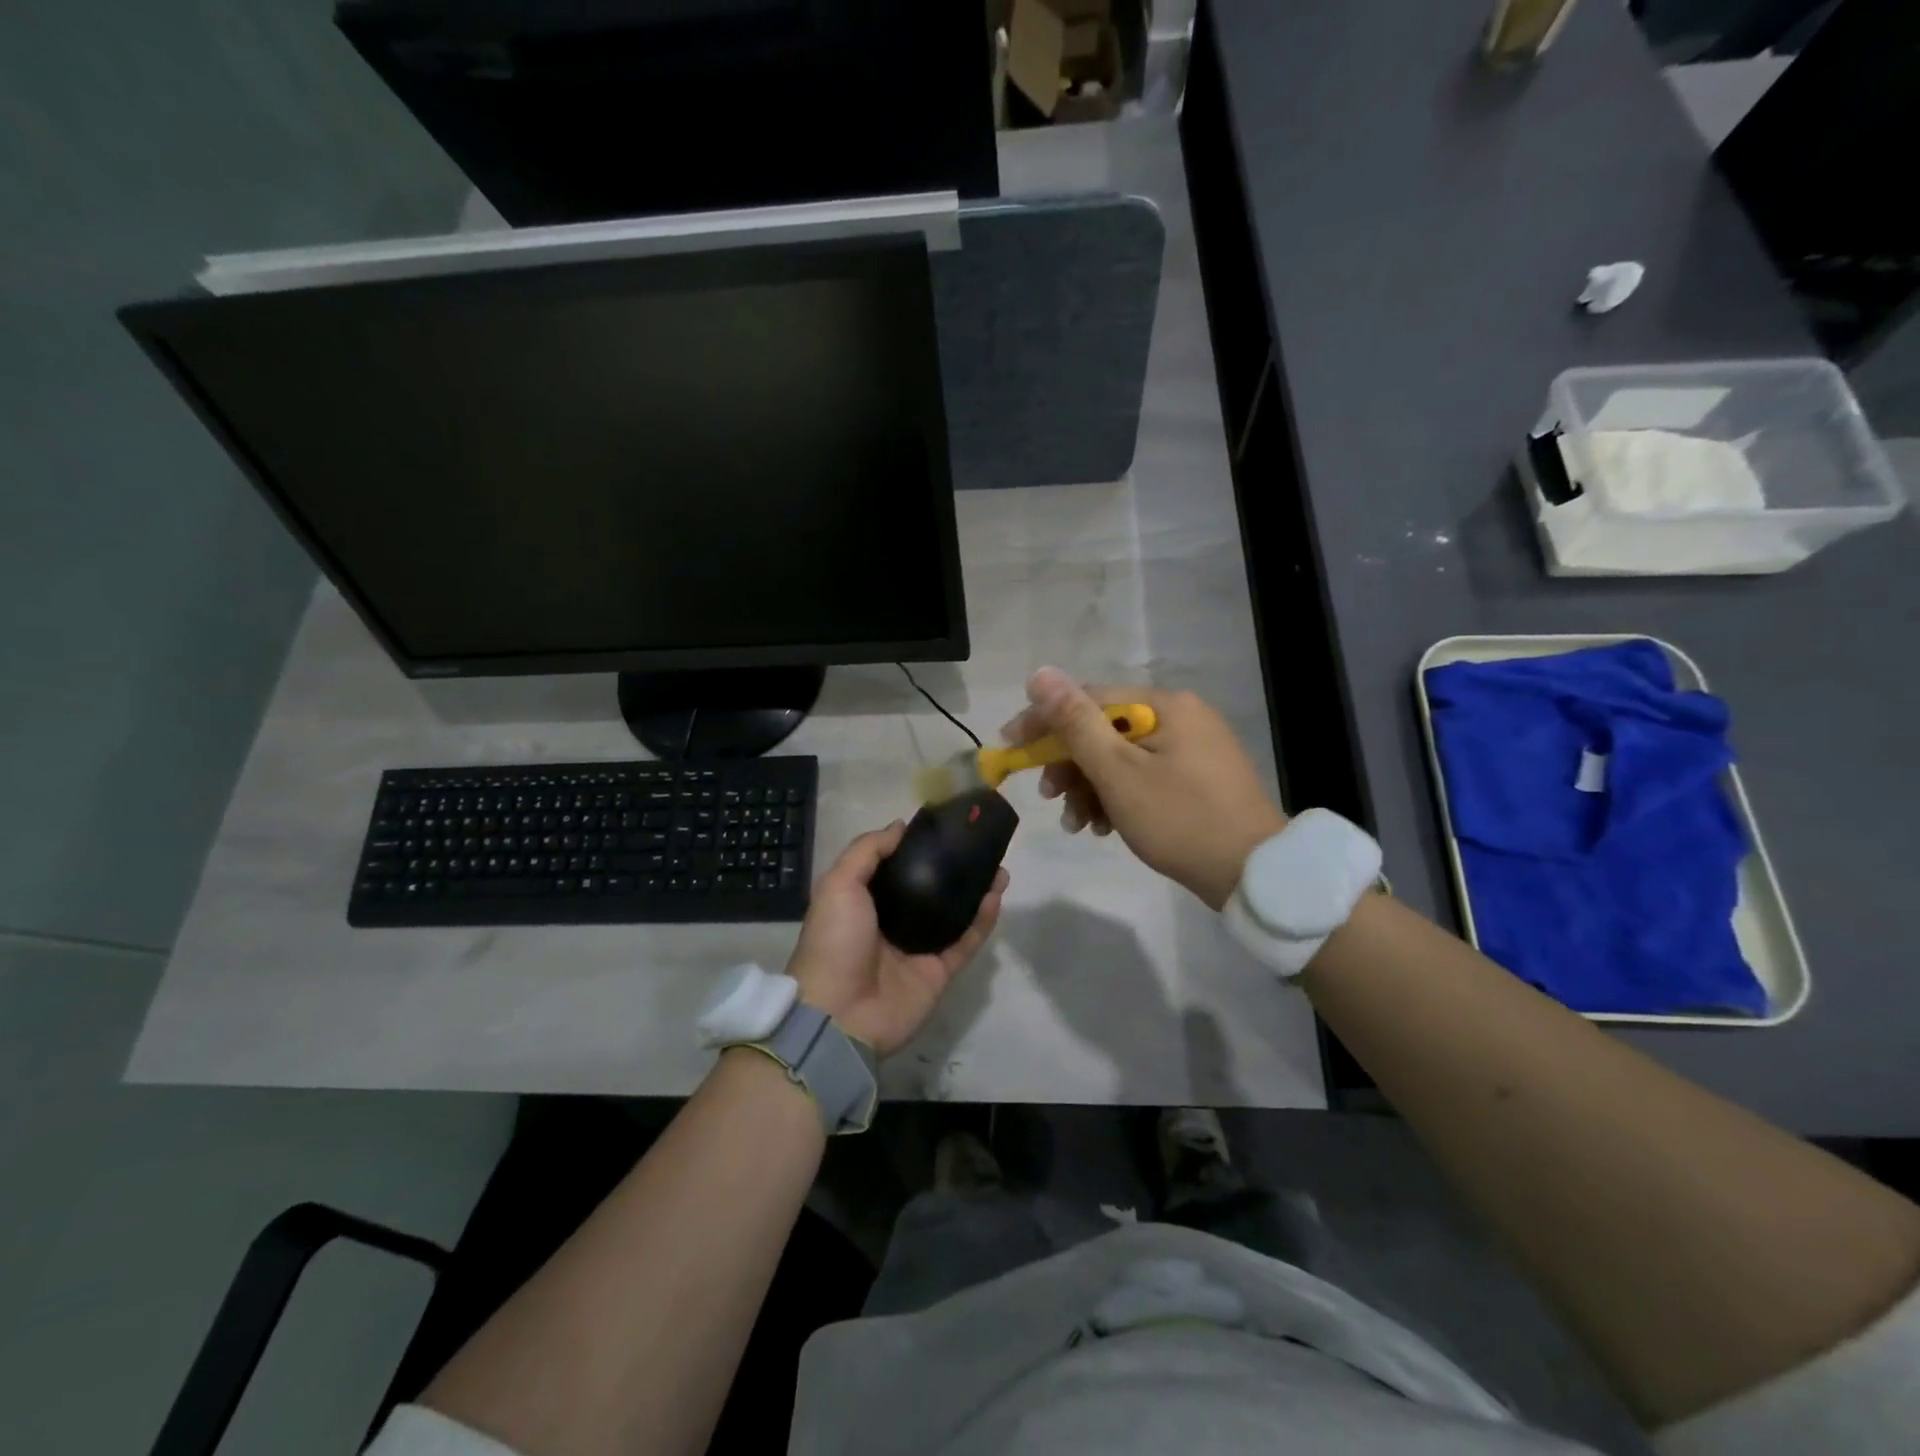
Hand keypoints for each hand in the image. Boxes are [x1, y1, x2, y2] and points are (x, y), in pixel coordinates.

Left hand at [785, 823, 1007, 1056]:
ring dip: (976, 890)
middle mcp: (893, 923)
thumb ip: (868, 851)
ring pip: (955, 914)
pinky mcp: (940, 972)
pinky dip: (983, 919)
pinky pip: (966, 941)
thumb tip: (900, 826)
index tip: (942, 826)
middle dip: (953, 868)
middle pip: (931, 889)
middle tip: (977, 846)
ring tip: (998, 865)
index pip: (895, 868)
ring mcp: (918, 949)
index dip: (916, 847)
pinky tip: (996, 894)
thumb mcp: (838, 885)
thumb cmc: (835, 941)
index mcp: (864, 903)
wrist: (840, 1013)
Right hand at [999, 667, 1285, 910]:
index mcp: (1165, 705)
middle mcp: (1181, 716)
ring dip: (1090, 787)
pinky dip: (1118, 797)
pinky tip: (1105, 826)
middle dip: (1070, 765)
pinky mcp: (1198, 778)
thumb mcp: (1118, 772)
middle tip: (1049, 797)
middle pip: (1106, 730)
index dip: (1044, 721)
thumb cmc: (1179, 819)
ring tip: (1078, 824)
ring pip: (1122, 757)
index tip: (1011, 746)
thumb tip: (1039, 674)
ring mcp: (1193, 748)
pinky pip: (1144, 776)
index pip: (1089, 699)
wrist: (1253, 873)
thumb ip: (1075, 723)